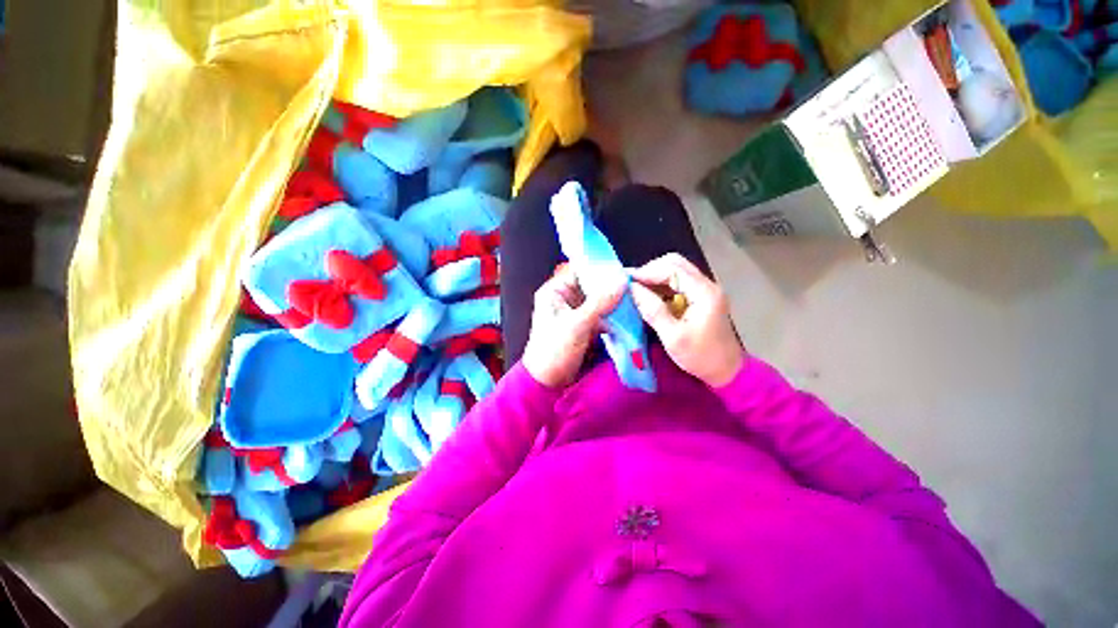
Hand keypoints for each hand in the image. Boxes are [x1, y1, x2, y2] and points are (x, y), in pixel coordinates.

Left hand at [521, 265, 623, 387]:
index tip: (623, 269)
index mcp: (555, 292)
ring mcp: (576, 313)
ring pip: (599, 301)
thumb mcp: (577, 325)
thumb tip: (621, 281)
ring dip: (614, 303)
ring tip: (636, 300)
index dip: (600, 268)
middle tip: (634, 286)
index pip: (580, 270)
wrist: (548, 383)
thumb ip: (600, 303)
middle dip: (611, 287)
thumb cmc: (554, 351)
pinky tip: (629, 316)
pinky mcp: (584, 326)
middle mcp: (565, 299)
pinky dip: (613, 317)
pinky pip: (601, 315)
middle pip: (592, 286)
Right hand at [629, 254, 743, 387]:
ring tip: (636, 289)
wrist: (727, 372)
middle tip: (631, 284)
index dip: (647, 271)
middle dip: (650, 270)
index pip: (672, 268)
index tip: (627, 280)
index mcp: (704, 292)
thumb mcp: (673, 337)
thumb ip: (652, 310)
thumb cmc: (700, 357)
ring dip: (655, 277)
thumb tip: (632, 289)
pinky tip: (650, 296)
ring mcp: (705, 290)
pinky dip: (662, 285)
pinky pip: (678, 282)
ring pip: (676, 271)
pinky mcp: (701, 297)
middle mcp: (707, 285)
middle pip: (675, 263)